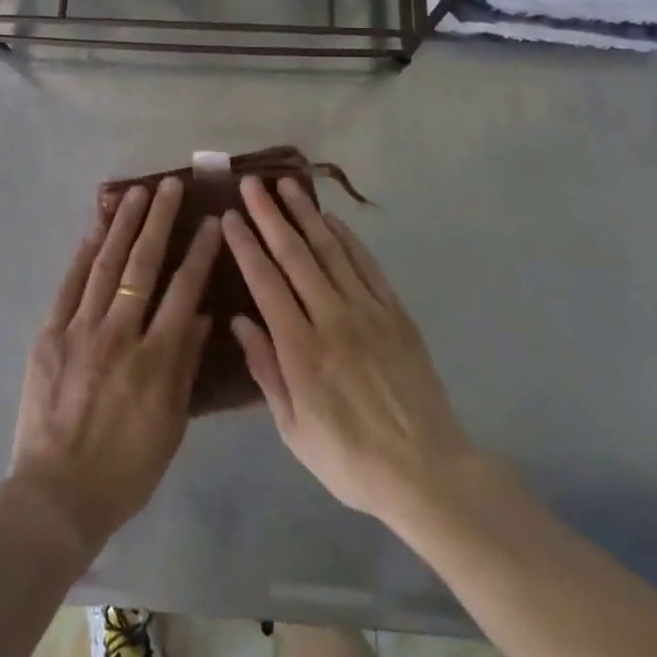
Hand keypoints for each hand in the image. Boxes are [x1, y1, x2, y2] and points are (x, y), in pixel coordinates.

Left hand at [8, 178, 220, 552]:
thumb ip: (187, 365)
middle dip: (159, 220)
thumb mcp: (171, 424)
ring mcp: (80, 330)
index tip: (210, 220)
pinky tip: (95, 228)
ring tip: (136, 192)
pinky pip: (69, 285)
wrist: (57, 495)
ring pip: (106, 264)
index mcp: (156, 358)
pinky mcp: (50, 334)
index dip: (200, 251)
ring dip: (123, 224)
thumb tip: (203, 315)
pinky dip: (83, 253)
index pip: (184, 290)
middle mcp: (120, 333)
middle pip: (143, 264)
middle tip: (170, 185)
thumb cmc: (126, 468)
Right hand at [223, 177, 503, 528]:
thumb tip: (240, 321)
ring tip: (287, 185)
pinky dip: (348, 238)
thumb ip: (266, 371)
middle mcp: (332, 319)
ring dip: (306, 214)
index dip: (245, 245)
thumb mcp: (294, 430)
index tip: (229, 216)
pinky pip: (368, 266)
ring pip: (331, 250)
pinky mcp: (396, 313)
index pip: (265, 283)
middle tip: (251, 184)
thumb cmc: (350, 459)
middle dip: (269, 216)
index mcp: (301, 350)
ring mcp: (368, 312)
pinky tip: (332, 220)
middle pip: (295, 255)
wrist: (427, 472)